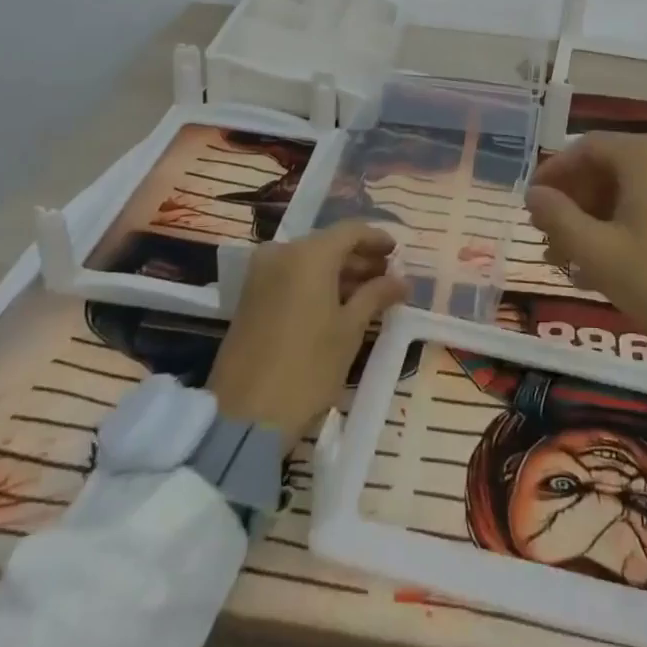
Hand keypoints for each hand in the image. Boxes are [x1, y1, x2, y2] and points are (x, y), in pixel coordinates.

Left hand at [206, 221, 407, 441]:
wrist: (244, 416)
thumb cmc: (308, 367)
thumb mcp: (351, 329)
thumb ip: (377, 295)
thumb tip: (402, 280)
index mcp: (308, 253)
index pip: (351, 231)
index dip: (378, 239)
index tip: (399, 253)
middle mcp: (281, 253)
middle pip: (328, 244)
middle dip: (359, 259)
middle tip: (387, 277)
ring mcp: (261, 274)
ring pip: (309, 261)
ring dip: (339, 273)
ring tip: (368, 295)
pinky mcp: (250, 297)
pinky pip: (291, 277)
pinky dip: (316, 284)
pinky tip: (338, 305)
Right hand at [524, 133, 646, 372]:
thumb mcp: (598, 252)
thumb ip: (558, 218)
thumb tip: (534, 195)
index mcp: (643, 156)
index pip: (584, 148)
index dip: (553, 173)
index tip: (531, 204)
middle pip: (607, 166)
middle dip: (572, 201)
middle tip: (547, 236)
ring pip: (628, 188)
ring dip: (594, 218)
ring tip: (569, 259)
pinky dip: (623, 224)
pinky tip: (605, 263)